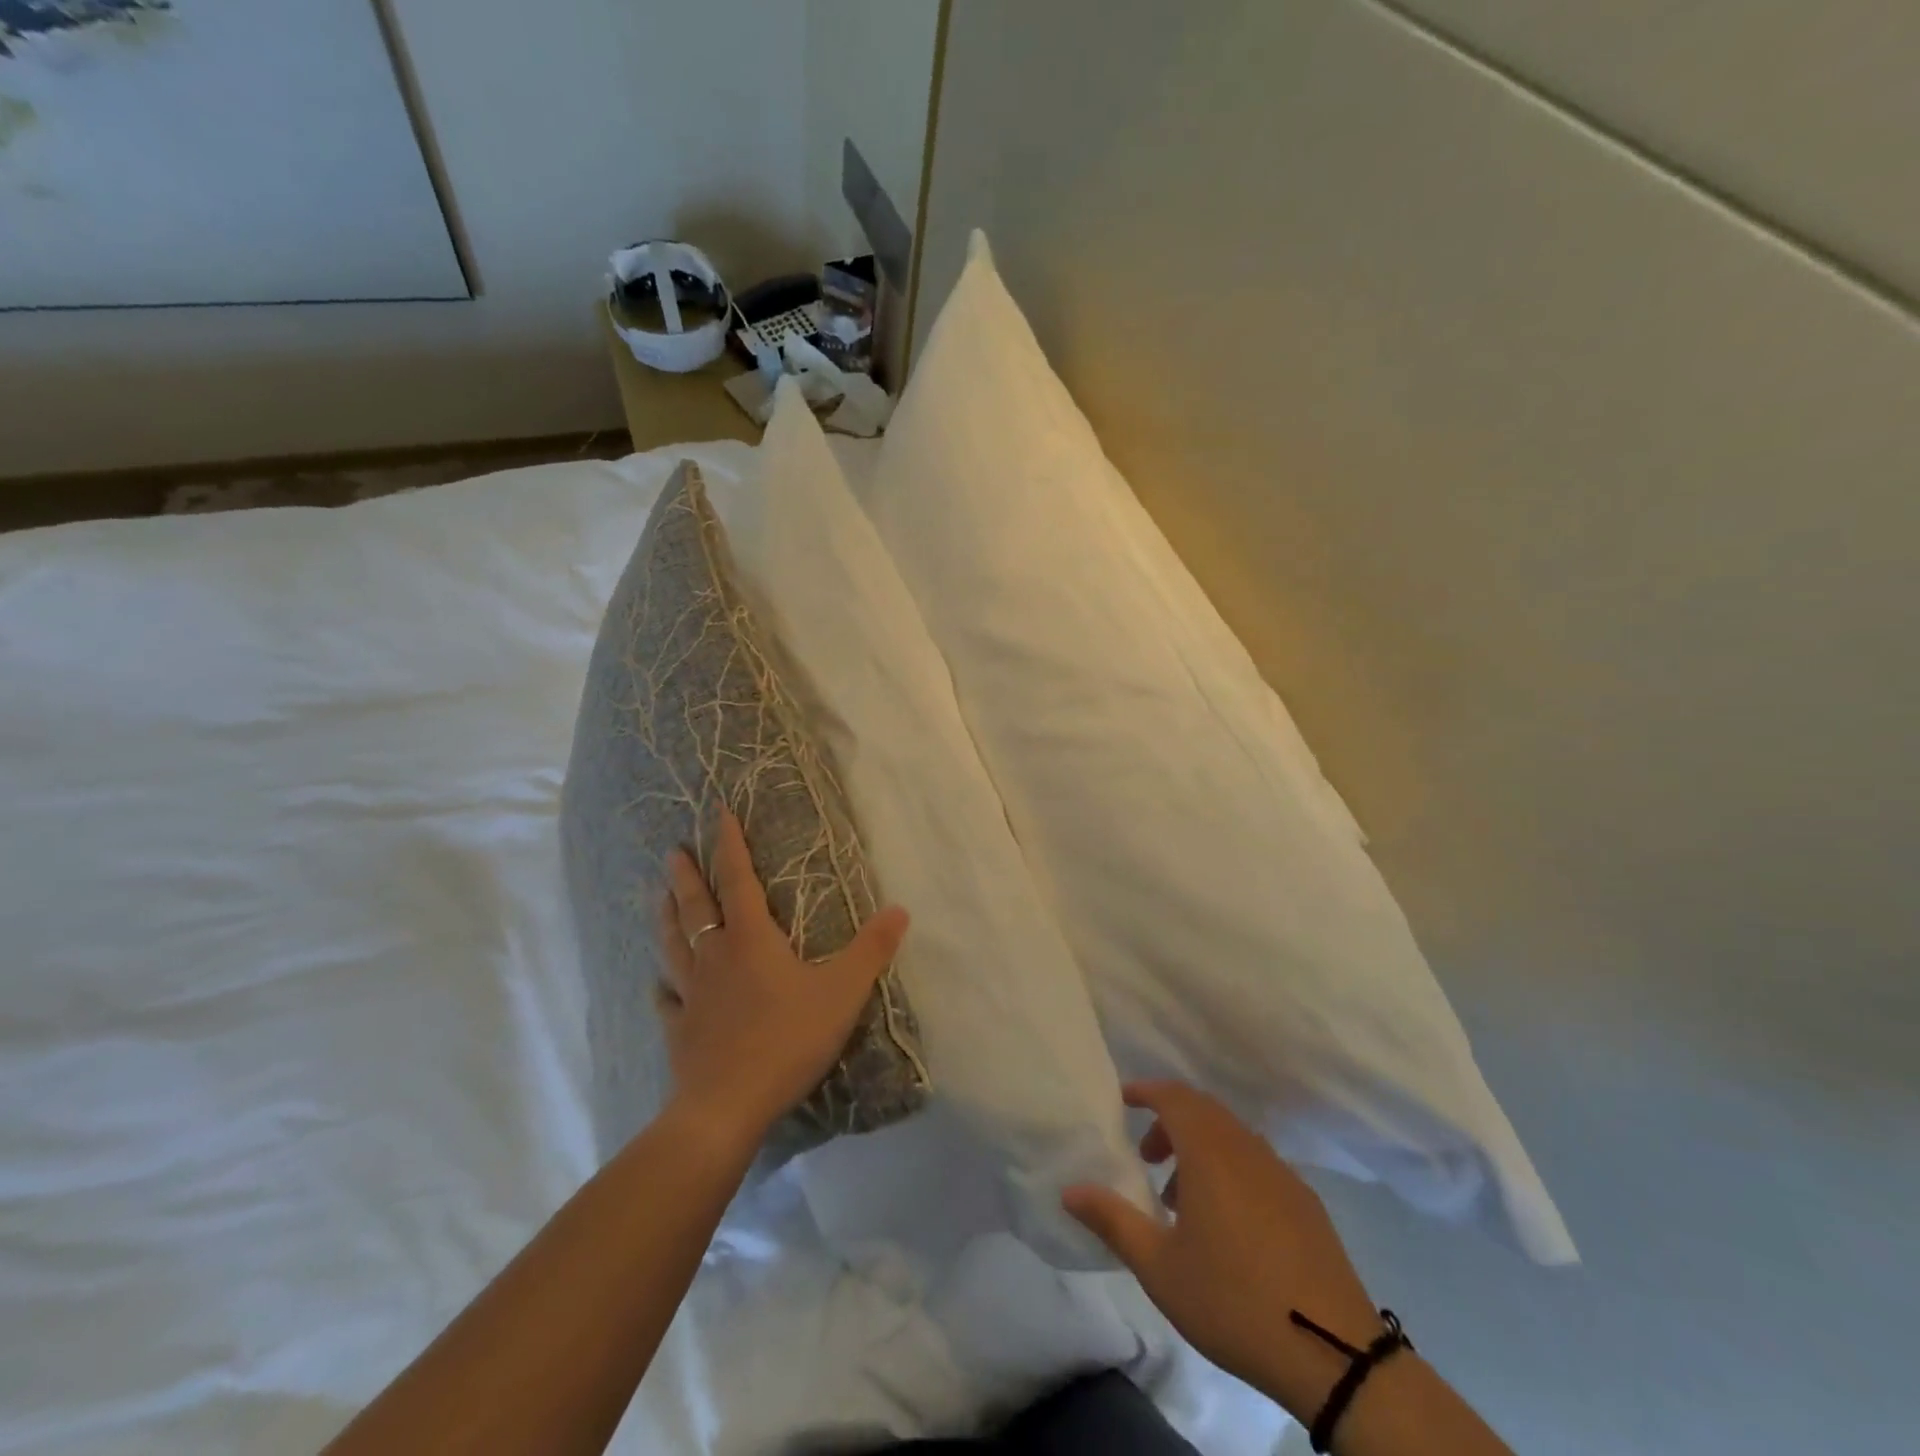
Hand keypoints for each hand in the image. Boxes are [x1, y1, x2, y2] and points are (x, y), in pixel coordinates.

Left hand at [656, 808, 908, 1144]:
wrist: (727, 1107)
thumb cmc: (787, 1040)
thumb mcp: (842, 992)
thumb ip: (871, 950)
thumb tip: (900, 909)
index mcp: (751, 940)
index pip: (738, 880)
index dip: (729, 845)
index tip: (717, 813)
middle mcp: (715, 957)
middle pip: (696, 907)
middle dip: (686, 876)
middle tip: (672, 852)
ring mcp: (691, 994)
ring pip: (673, 945)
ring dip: (666, 917)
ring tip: (657, 896)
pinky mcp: (680, 1030)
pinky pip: (667, 1000)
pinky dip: (663, 988)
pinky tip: (658, 986)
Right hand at [1062, 1081, 1382, 1421]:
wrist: (1332, 1352)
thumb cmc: (1233, 1300)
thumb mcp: (1159, 1267)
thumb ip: (1112, 1220)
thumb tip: (1070, 1190)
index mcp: (1210, 1152)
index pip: (1174, 1096)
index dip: (1146, 1091)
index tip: (1123, 1101)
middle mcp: (1247, 1149)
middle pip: (1204, 1111)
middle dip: (1170, 1121)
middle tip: (1147, 1156)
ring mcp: (1282, 1174)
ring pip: (1232, 1137)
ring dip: (1200, 1148)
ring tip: (1181, 1199)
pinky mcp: (1306, 1203)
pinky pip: (1257, 1163)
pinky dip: (1230, 1169)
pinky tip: (1227, 1222)